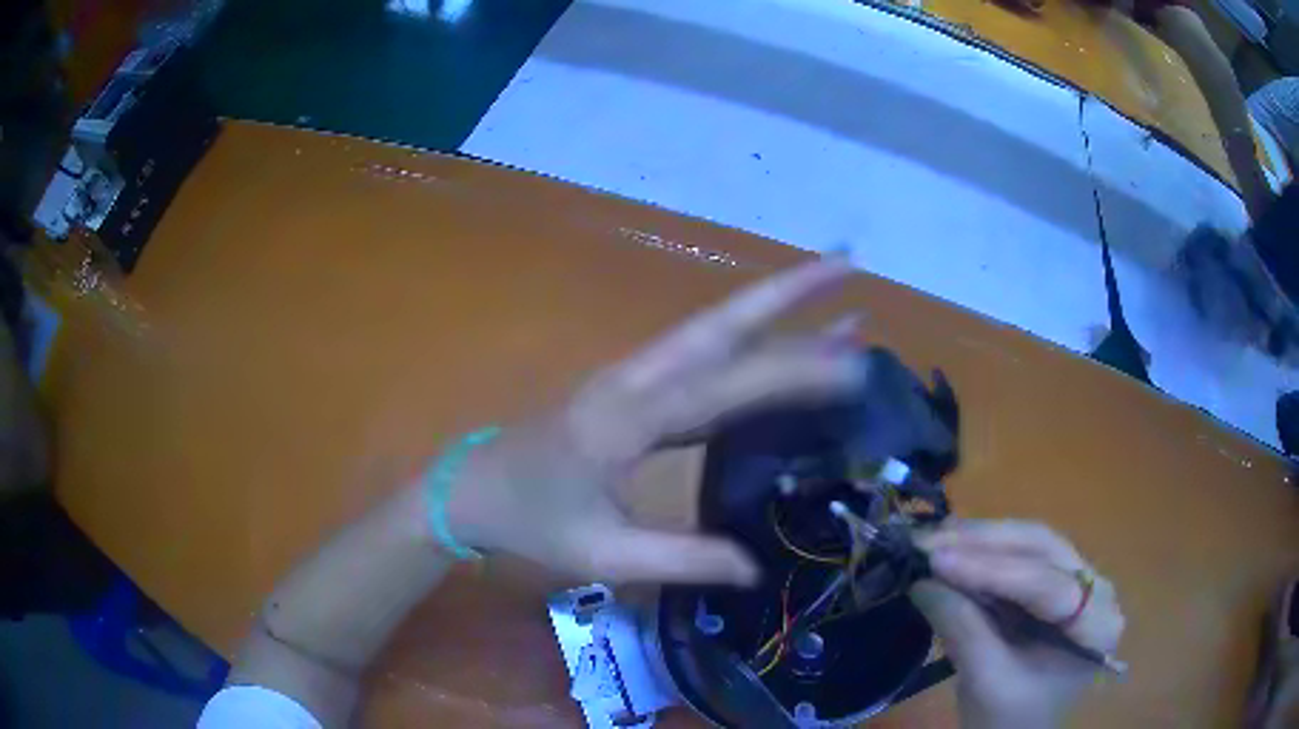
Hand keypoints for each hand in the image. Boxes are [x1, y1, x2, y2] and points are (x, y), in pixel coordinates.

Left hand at [447, 258, 869, 585]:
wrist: (471, 488)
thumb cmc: (530, 521)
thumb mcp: (602, 554)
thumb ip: (682, 559)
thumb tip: (755, 568)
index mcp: (627, 420)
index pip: (726, 387)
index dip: (792, 373)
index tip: (854, 367)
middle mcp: (636, 381)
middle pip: (720, 325)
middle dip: (787, 291)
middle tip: (847, 265)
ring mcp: (633, 376)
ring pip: (713, 332)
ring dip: (774, 309)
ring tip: (839, 300)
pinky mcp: (634, 387)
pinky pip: (702, 360)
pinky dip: (749, 348)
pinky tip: (784, 352)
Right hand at [911, 521, 1123, 727]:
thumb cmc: (1009, 720)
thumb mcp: (987, 682)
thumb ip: (962, 629)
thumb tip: (921, 582)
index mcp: (1097, 624)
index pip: (1047, 586)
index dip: (991, 571)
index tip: (938, 561)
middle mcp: (1096, 589)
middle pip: (1043, 550)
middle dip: (983, 544)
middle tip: (930, 541)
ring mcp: (1078, 580)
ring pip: (1031, 543)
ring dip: (980, 540)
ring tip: (933, 539)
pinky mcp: (1055, 580)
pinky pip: (1021, 555)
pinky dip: (983, 552)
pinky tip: (952, 547)